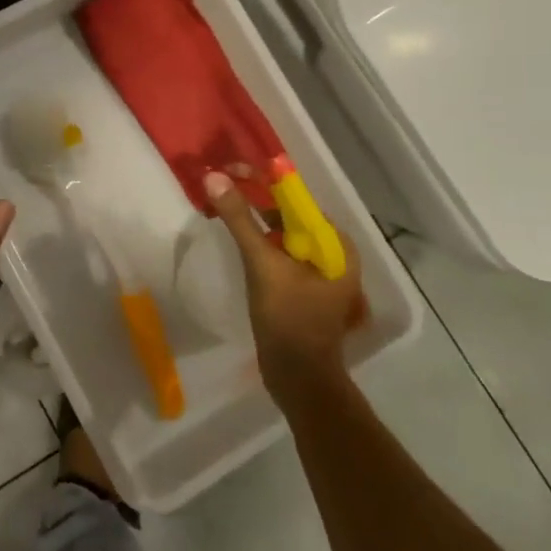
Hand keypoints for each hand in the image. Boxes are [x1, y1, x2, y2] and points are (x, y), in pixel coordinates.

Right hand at [203, 170, 366, 406]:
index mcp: (336, 245)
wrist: (298, 379)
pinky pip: (280, 253)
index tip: (230, 171)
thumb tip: (215, 177)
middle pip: (290, 215)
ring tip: (223, 205)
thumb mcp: (263, 264)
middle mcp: (333, 254)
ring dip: (254, 219)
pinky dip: (259, 241)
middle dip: (256, 198)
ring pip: (283, 234)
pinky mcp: (303, 288)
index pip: (297, 200)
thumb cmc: (288, 319)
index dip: (263, 181)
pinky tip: (237, 237)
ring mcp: (319, 273)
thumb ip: (240, 220)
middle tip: (221, 185)